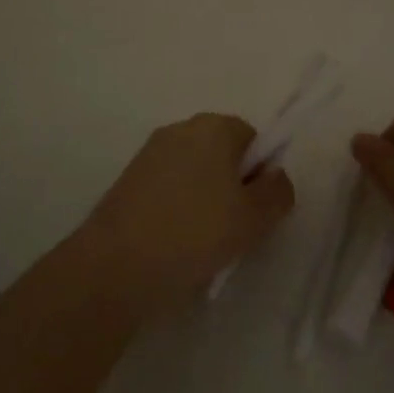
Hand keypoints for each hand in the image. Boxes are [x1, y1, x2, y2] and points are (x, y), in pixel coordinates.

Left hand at [78, 113, 295, 318]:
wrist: (115, 266)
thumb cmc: (194, 233)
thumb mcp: (254, 219)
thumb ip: (278, 192)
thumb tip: (275, 176)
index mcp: (214, 126)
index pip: (253, 140)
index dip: (260, 175)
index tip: (254, 211)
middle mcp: (181, 128)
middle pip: (222, 154)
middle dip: (231, 187)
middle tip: (233, 230)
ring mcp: (150, 153)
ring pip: (194, 173)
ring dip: (204, 200)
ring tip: (201, 244)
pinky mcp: (128, 179)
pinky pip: (168, 188)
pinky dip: (176, 209)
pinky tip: (174, 245)